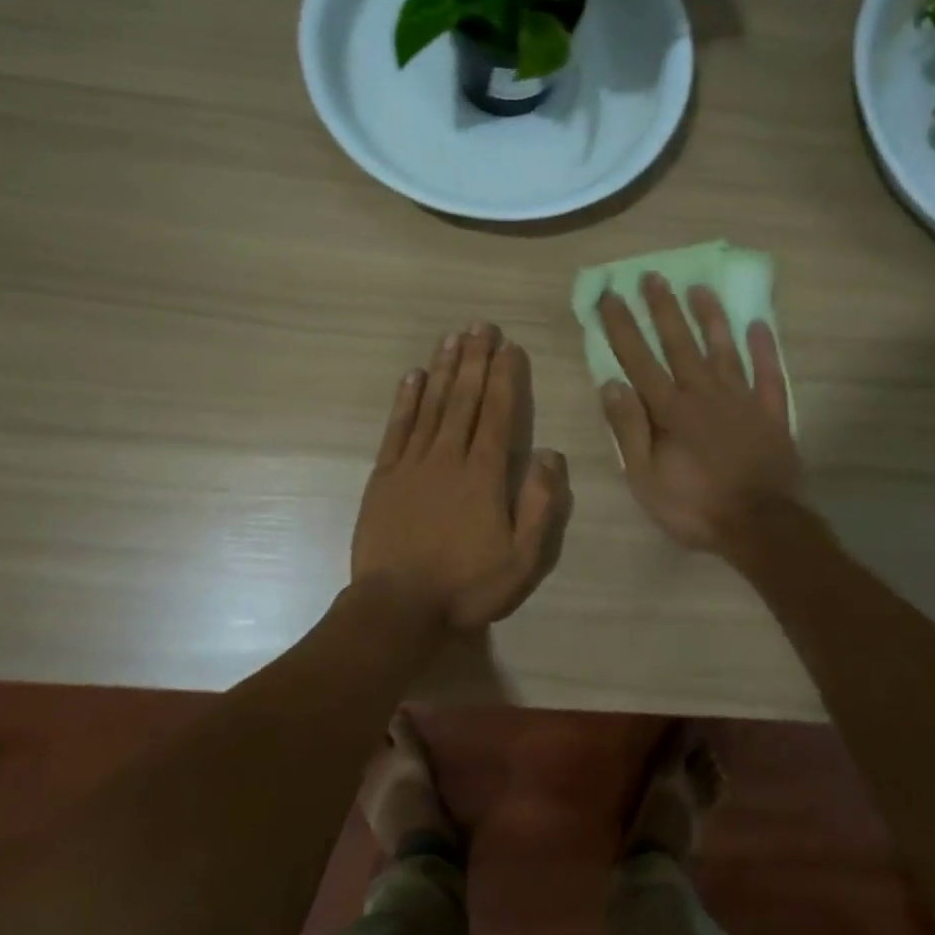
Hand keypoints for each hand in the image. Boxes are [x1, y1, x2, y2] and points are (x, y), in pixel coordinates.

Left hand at [353, 322, 572, 629]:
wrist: (398, 608)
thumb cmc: (467, 586)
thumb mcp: (522, 558)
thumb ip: (540, 503)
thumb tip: (549, 453)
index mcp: (484, 475)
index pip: (498, 414)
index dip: (505, 377)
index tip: (509, 347)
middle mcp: (448, 457)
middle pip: (464, 399)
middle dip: (475, 360)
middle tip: (480, 326)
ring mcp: (412, 464)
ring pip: (431, 405)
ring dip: (443, 369)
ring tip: (452, 338)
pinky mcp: (384, 477)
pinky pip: (397, 428)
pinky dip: (406, 400)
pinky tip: (413, 376)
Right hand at [597, 277, 800, 553]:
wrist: (762, 525)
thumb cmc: (696, 507)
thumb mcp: (646, 478)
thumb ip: (629, 429)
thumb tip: (611, 383)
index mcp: (670, 411)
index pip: (639, 360)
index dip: (622, 327)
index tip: (609, 296)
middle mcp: (704, 394)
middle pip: (680, 344)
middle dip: (663, 309)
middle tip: (651, 275)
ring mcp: (742, 400)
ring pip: (723, 349)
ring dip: (710, 317)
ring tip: (699, 288)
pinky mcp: (771, 413)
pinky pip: (769, 373)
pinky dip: (764, 348)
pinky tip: (758, 324)